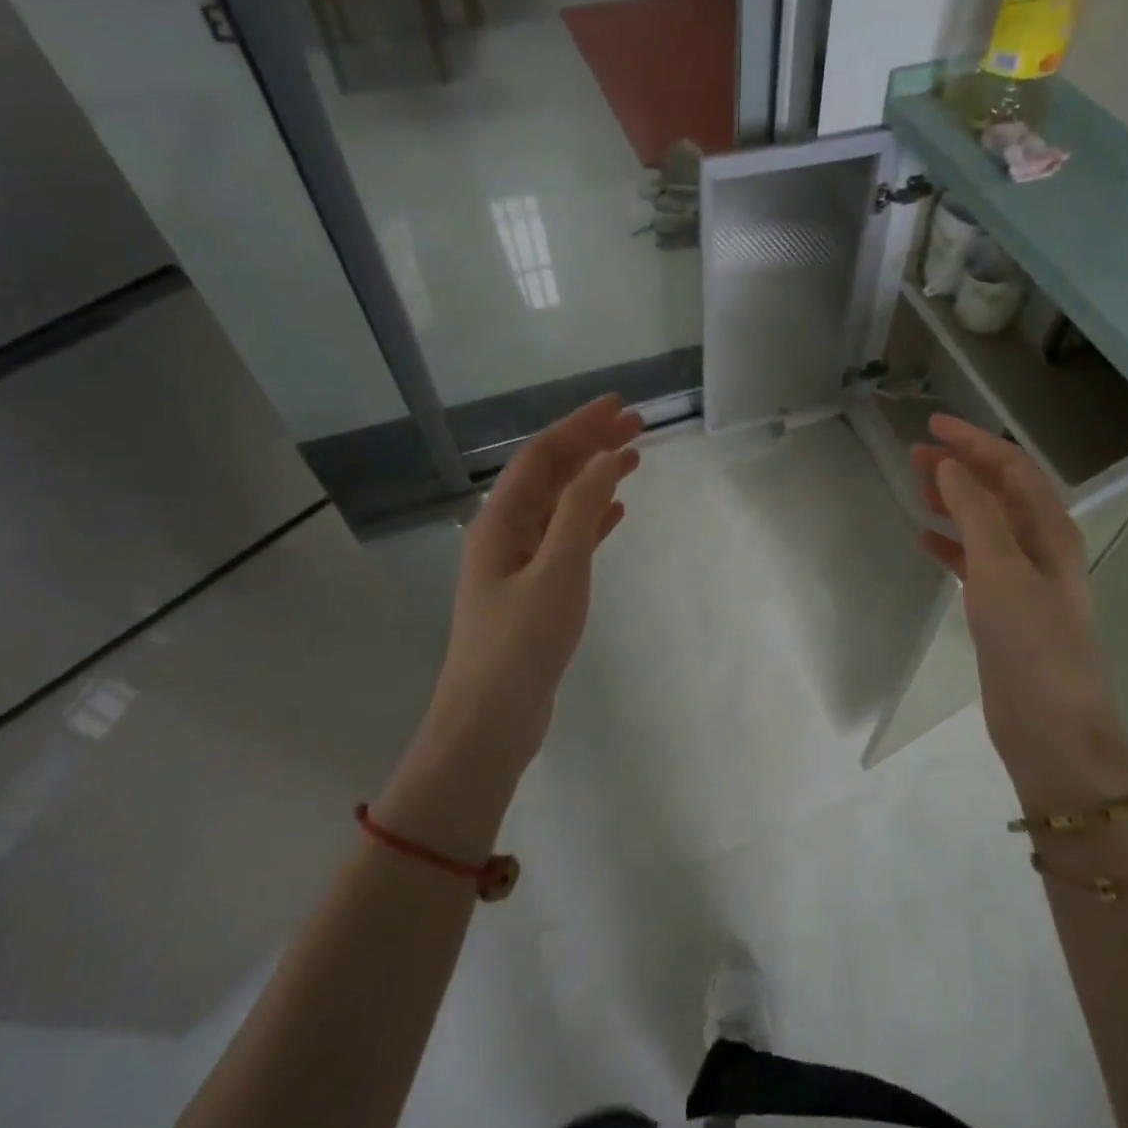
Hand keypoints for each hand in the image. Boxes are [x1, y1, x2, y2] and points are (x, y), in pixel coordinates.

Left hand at [427, 395, 641, 774]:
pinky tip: (615, 513)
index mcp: (500, 521)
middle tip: (637, 426)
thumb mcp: (557, 570)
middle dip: (591, 446)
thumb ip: (581, 510)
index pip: (542, 456)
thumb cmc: (522, 643)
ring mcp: (518, 563)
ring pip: (560, 505)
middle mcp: (505, 533)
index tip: (619, 405)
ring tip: (633, 460)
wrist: (490, 722)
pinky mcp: (534, 590)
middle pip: (551, 475)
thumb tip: (605, 457)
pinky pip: (566, 539)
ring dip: (593, 479)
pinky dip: (590, 519)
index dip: (580, 426)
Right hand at [910, 415, 1127, 799]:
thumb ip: (976, 513)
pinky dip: (950, 545)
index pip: (1012, 468)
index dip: (975, 442)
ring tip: (915, 488)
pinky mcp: (1003, 609)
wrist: (1052, 729)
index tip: (932, 426)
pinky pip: (973, 562)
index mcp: (1051, 530)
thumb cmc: (1032, 643)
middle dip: (960, 468)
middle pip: (998, 492)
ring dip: (953, 502)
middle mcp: (1040, 548)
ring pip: (984, 525)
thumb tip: (949, 465)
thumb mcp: (1002, 569)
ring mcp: (1022, 580)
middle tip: (914, 455)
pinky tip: (924, 540)